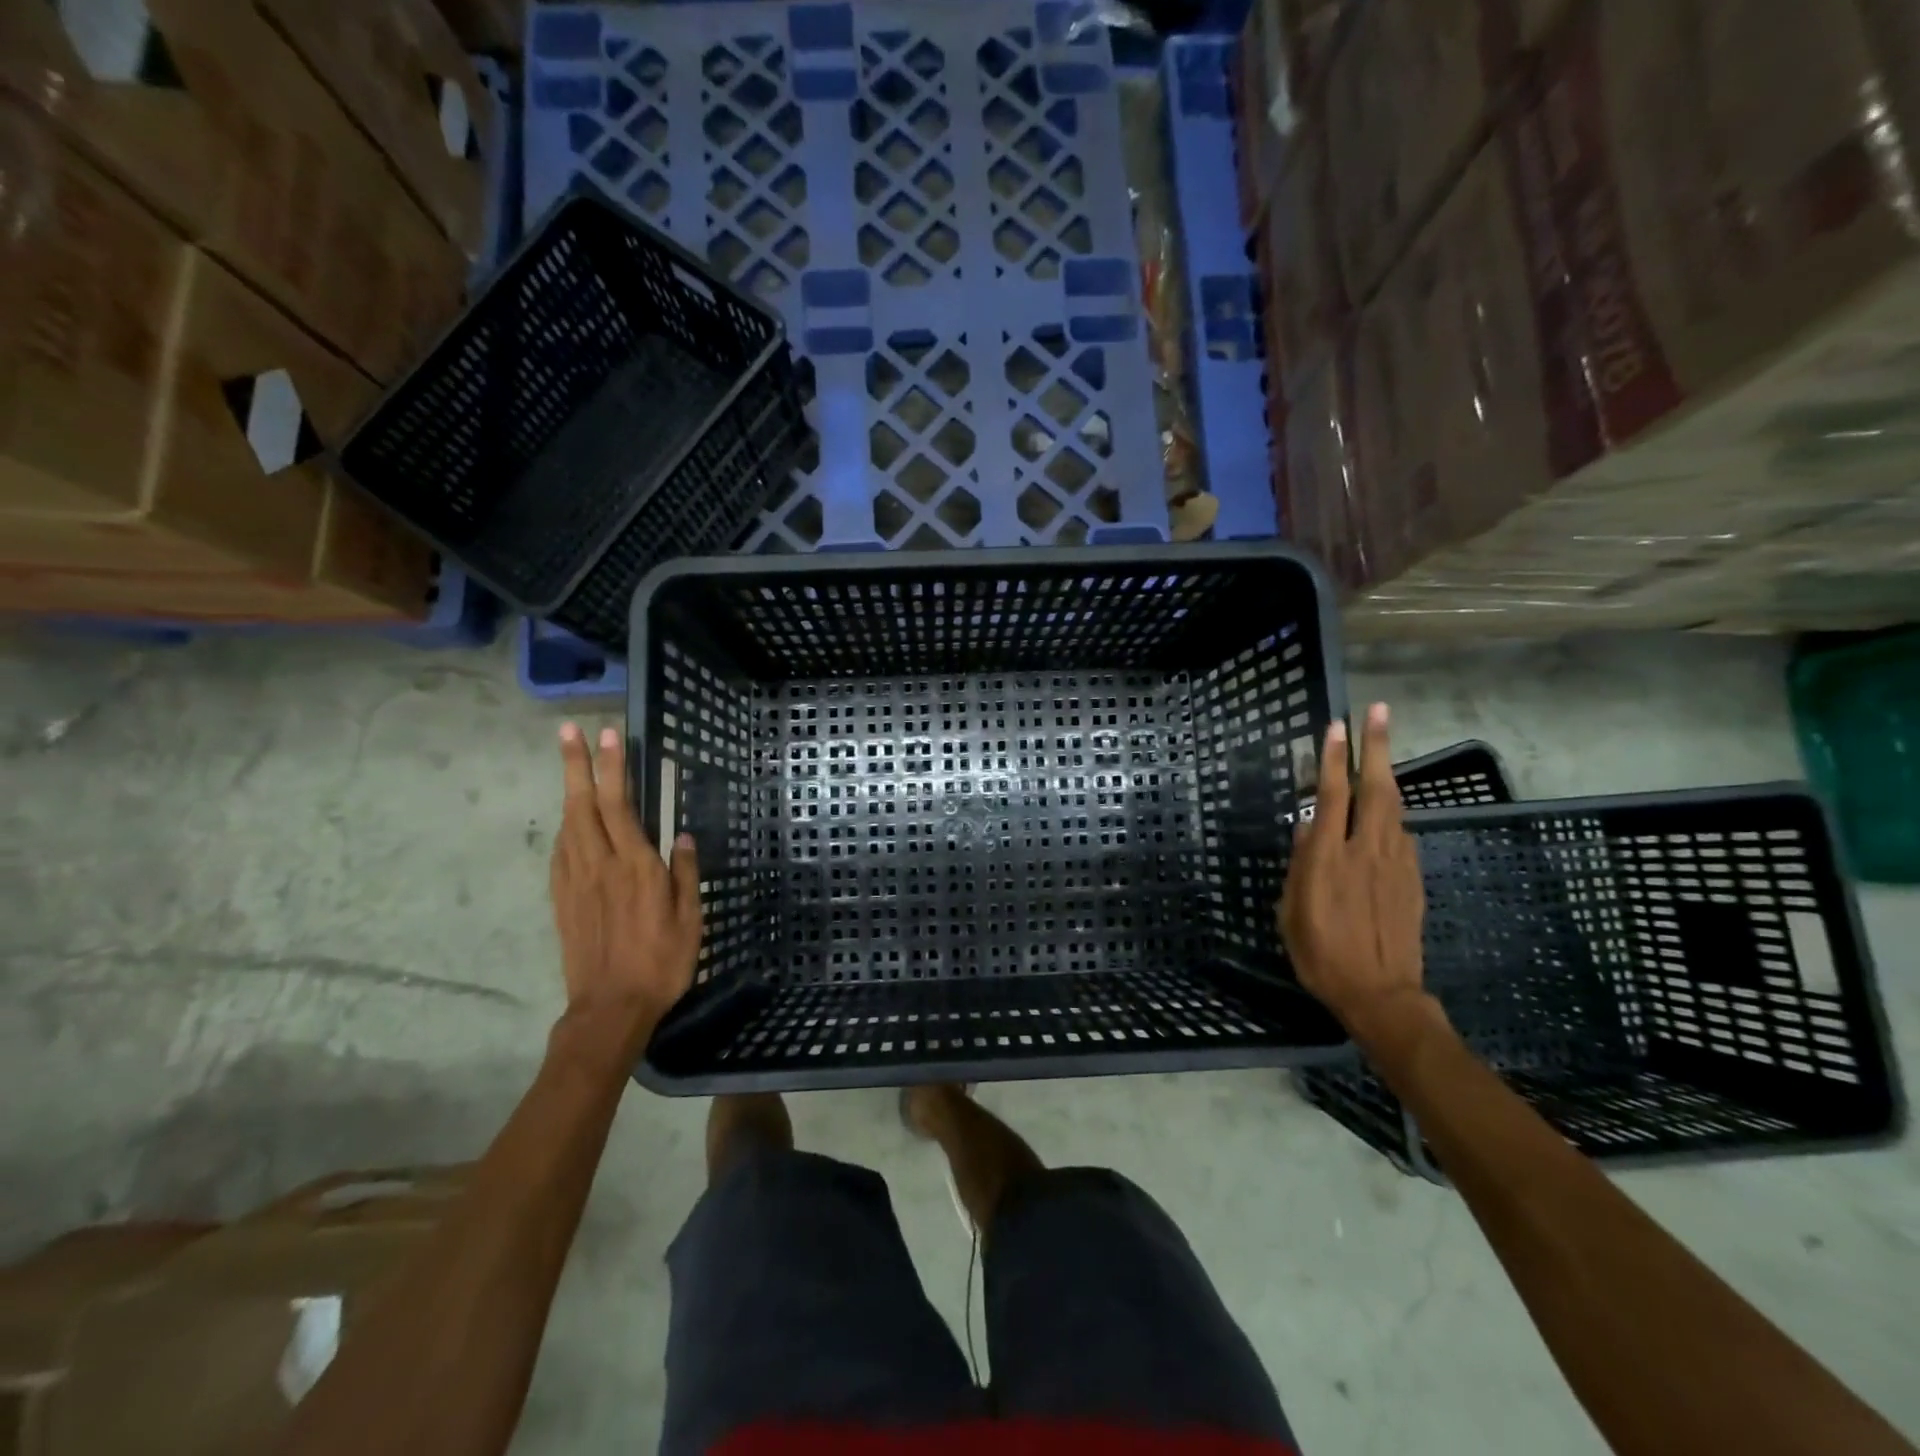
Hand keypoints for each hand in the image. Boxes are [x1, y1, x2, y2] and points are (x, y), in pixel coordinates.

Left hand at [550, 723, 701, 1036]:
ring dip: (568, 791)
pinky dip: (565, 827)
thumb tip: (685, 837)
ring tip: (570, 767)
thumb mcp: (690, 920)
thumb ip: (686, 875)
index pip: (619, 804)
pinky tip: (569, 823)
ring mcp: (575, 882)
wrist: (609, 1008)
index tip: (607, 736)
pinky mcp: (562, 900)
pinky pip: (560, 852)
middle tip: (566, 732)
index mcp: (635, 866)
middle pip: (582, 805)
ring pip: (567, 825)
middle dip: (574, 766)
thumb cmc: (661, 963)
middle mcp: (599, 865)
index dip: (611, 768)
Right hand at [1279, 703, 1432, 1042]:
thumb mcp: (1291, 911)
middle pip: (1375, 788)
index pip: (1332, 796)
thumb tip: (1307, 827)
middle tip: (1378, 711)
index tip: (1336, 726)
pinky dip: (1392, 812)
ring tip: (1383, 748)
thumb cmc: (1320, 954)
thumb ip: (1300, 865)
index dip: (1334, 759)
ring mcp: (1395, 863)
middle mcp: (1365, 850)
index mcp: (1327, 858)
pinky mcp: (1412, 878)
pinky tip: (1386, 809)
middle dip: (1376, 746)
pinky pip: (1401, 834)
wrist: (1380, 994)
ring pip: (1394, 806)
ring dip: (1387, 772)